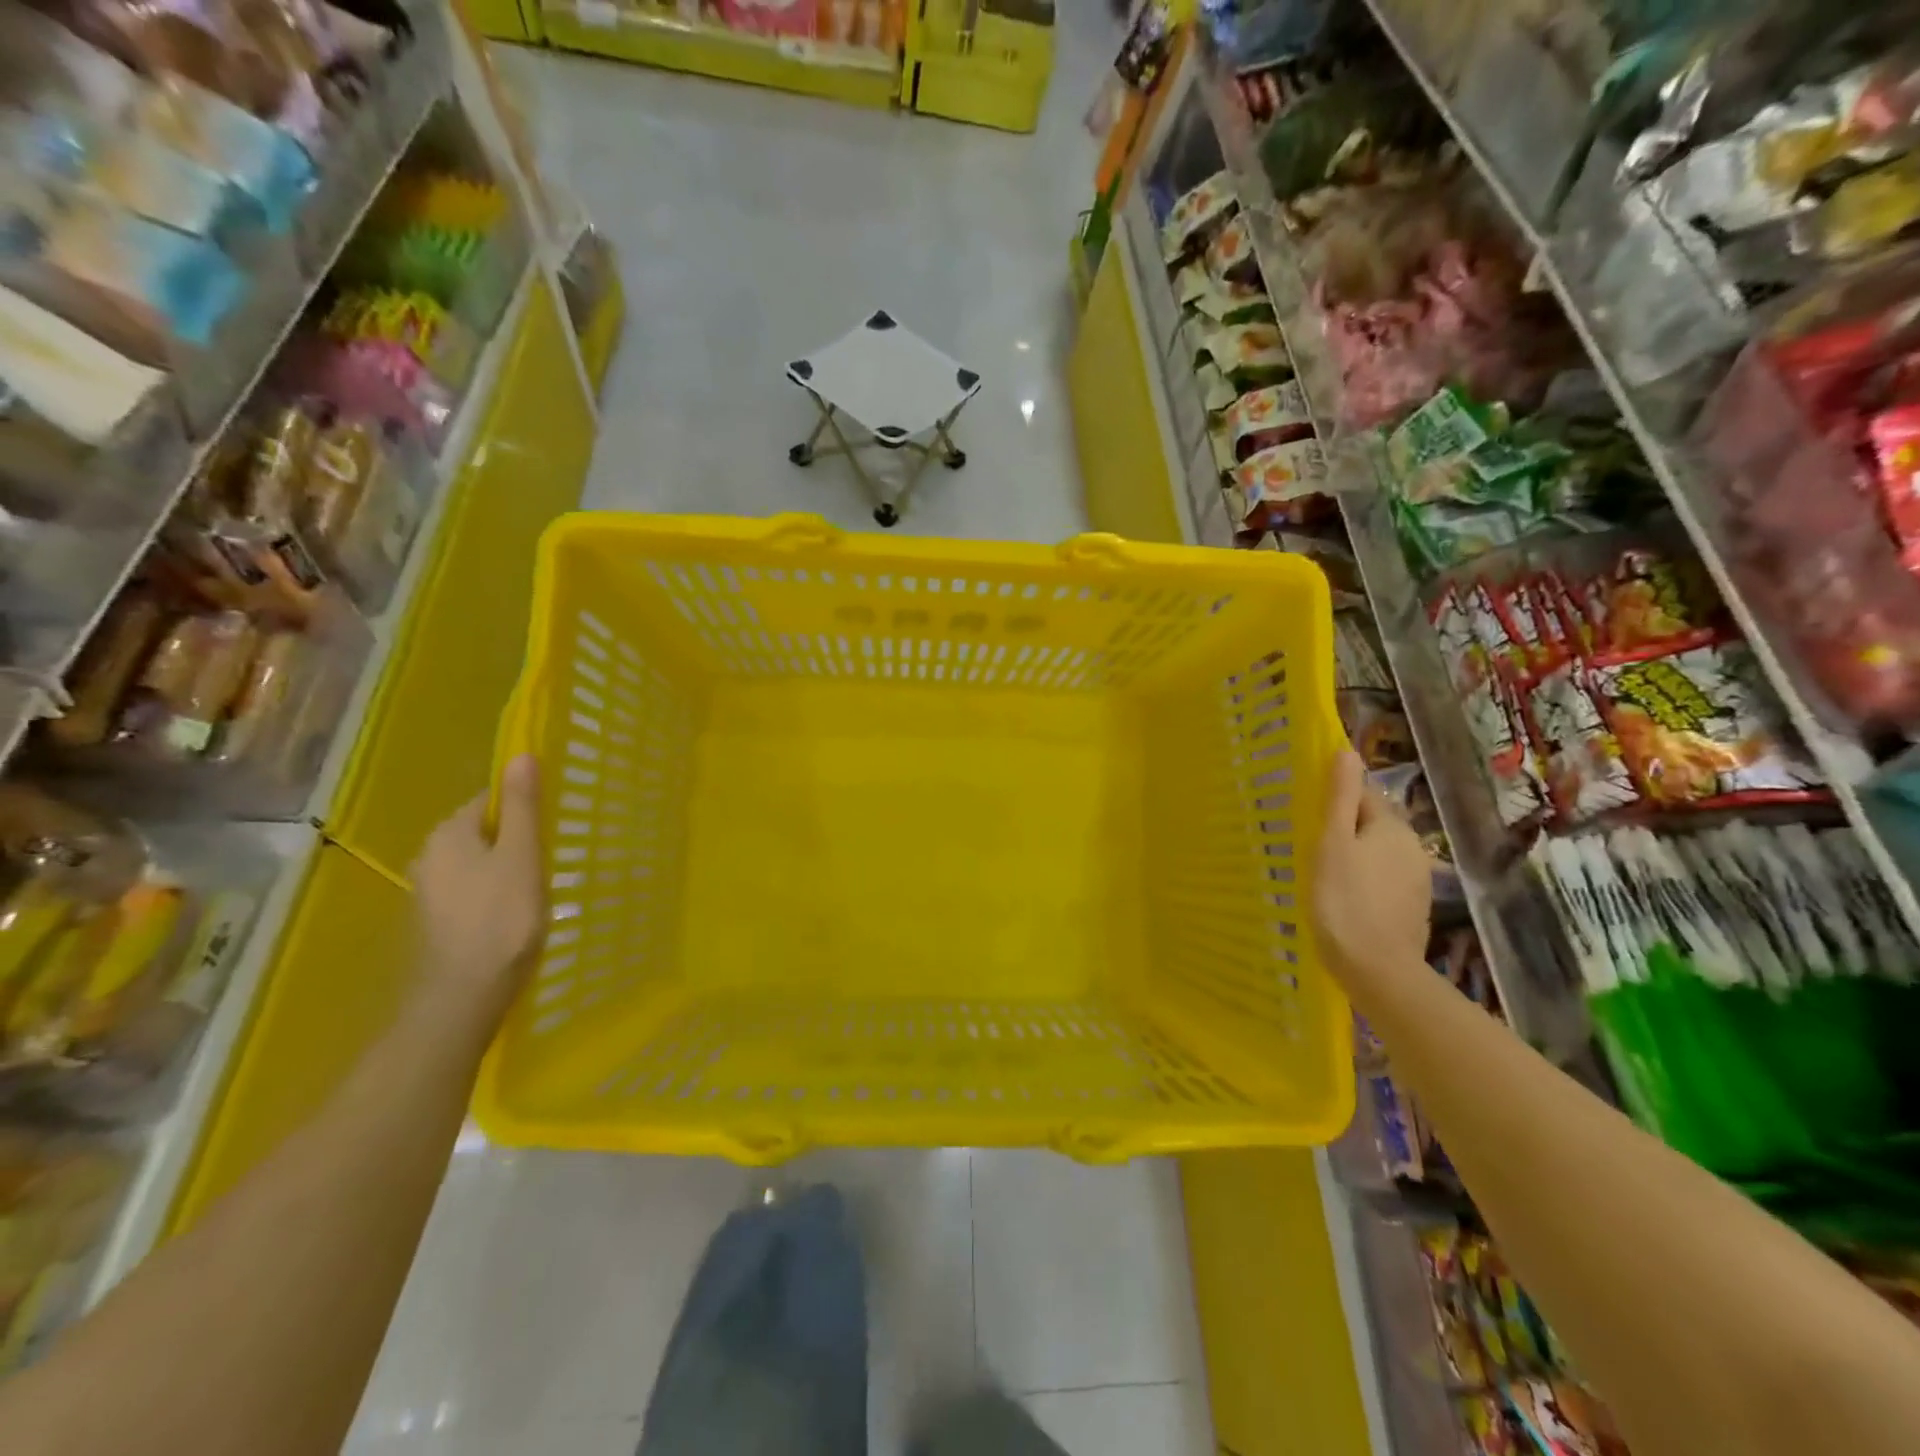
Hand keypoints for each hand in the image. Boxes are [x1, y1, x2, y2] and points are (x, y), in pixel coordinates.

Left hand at [412, 754, 544, 1027]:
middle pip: (481, 832)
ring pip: (476, 864)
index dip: (523, 810)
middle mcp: (428, 855)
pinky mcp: (434, 921)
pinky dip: (491, 895)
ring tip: (537, 890)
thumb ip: (523, 806)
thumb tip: (521, 755)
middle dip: (514, 841)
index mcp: (448, 834)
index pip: (488, 801)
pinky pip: (469, 891)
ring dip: (504, 870)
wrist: (463, 994)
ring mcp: (427, 891)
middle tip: (549, 861)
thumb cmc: (501, 918)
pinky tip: (512, 915)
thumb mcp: (522, 855)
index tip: (551, 830)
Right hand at [1314, 751, 1431, 989]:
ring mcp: (1416, 882)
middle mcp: (1413, 848)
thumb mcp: (1333, 843)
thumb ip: (1341, 798)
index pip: (1364, 796)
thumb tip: (1347, 752)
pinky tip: (1343, 899)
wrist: (1376, 969)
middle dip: (1345, 829)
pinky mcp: (1412, 910)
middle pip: (1372, 826)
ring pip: (1378, 855)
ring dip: (1355, 857)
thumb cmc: (1344, 900)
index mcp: (1393, 828)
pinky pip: (1383, 883)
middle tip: (1309, 843)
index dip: (1334, 799)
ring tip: (1321, 872)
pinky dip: (1364, 883)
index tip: (1307, 811)